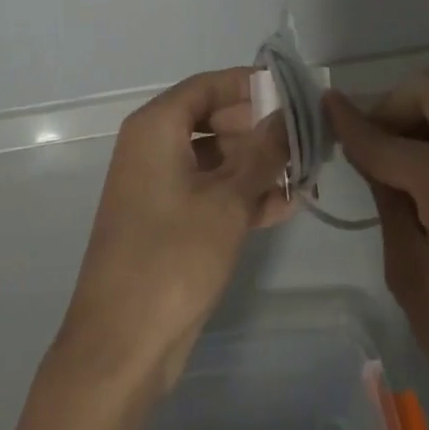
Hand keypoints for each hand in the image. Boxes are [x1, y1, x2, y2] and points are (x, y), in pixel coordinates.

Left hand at [55, 69, 290, 390]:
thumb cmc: (173, 257)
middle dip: (260, 128)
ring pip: (215, 159)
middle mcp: (153, 147)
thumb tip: (289, 115)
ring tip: (306, 172)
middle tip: (307, 137)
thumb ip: (264, 153)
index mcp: (156, 127)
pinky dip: (242, 195)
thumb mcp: (228, 201)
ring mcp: (159, 186)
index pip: (208, 85)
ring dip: (257, 165)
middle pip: (213, 119)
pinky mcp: (168, 222)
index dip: (250, 84)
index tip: (293, 92)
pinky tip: (286, 205)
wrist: (122, 344)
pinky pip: (210, 192)